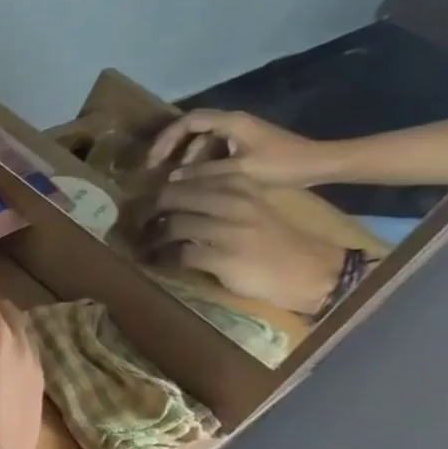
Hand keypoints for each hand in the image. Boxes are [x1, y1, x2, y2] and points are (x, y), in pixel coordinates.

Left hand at [143, 177, 345, 315]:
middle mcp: (234, 201)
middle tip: (138, 224)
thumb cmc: (273, 239)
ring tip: (146, 246)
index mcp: (240, 184)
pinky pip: (179, 254)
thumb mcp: (250, 206)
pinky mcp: (223, 257)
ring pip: (173, 225)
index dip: (158, 191)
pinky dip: (165, 258)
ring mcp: (228, 229)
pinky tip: (161, 262)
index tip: (145, 203)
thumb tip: (171, 194)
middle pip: (172, 197)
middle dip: (148, 211)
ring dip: (153, 238)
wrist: (309, 270)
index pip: (185, 178)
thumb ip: (217, 197)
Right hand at [146, 108, 328, 187]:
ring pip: (202, 139)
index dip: (166, 138)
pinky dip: (199, 161)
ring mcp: (240, 132)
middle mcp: (233, 122)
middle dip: (171, 146)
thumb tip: (171, 177)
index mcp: (232, 122)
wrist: (320, 164)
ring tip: (174, 178)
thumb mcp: (239, 171)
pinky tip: (195, 179)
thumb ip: (204, 173)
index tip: (153, 160)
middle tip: (155, 168)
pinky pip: (213, 148)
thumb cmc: (283, 165)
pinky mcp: (245, 143)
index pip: (189, 121)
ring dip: (185, 157)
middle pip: (192, 127)